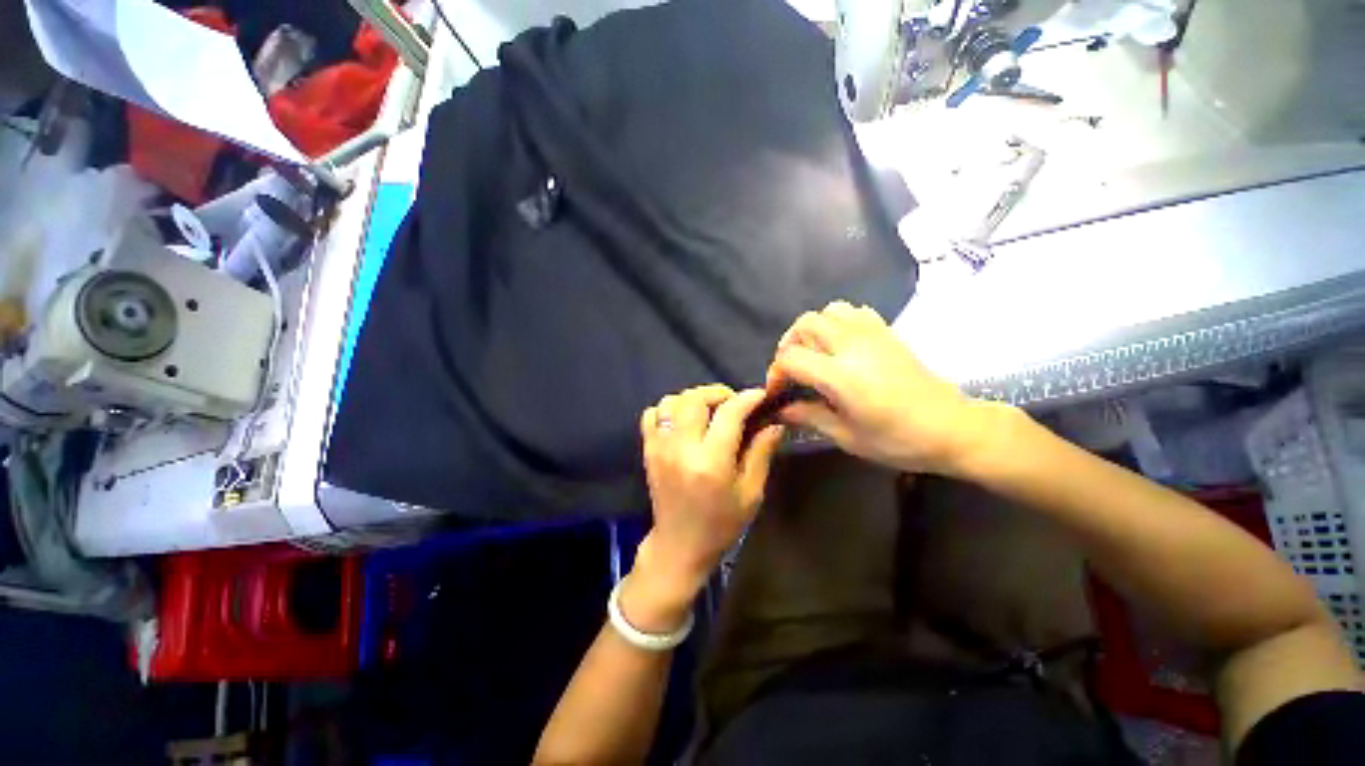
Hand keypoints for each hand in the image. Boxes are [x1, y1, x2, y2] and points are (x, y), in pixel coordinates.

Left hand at [625, 386, 783, 629]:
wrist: (679, 545)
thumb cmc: (721, 523)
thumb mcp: (751, 493)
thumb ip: (761, 453)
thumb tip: (774, 422)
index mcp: (711, 462)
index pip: (729, 414)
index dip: (747, 398)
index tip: (760, 395)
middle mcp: (681, 449)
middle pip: (695, 398)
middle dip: (718, 393)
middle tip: (733, 403)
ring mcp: (659, 447)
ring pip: (671, 401)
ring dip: (693, 399)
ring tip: (709, 411)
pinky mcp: (648, 450)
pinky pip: (652, 414)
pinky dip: (669, 409)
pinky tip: (684, 421)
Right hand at [767, 301, 1013, 475]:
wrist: (952, 428)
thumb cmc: (897, 440)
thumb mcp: (846, 436)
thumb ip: (808, 416)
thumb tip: (780, 410)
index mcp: (841, 376)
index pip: (791, 357)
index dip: (776, 372)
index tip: (778, 391)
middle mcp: (853, 346)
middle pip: (805, 324)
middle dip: (789, 345)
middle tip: (791, 370)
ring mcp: (872, 334)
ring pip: (828, 311)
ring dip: (812, 329)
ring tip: (813, 353)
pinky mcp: (887, 332)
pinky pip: (853, 311)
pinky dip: (837, 321)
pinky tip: (839, 344)